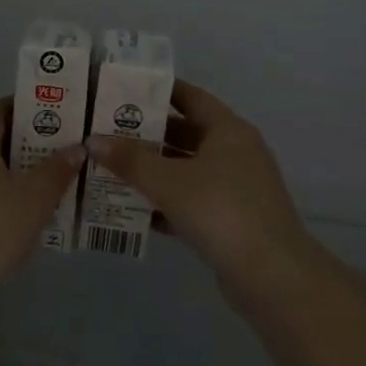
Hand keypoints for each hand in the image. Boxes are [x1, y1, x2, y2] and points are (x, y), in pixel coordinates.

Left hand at [0, 98, 85, 291]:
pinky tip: (37, 212)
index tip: (61, 111)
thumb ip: (57, 169)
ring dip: (24, 172)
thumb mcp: (34, 195)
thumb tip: (77, 147)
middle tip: (68, 145)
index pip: (0, 109)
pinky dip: (13, 197)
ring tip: (61, 178)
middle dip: (33, 141)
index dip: (29, 107)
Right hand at [87, 81, 313, 283]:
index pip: (190, 97)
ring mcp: (236, 187)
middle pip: (185, 134)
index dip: (158, 92)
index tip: (123, 90)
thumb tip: (93, 140)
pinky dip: (166, 203)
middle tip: (106, 132)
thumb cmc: (220, 210)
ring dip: (153, 171)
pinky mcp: (231, 220)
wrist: (271, 276)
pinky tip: (133, 211)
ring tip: (110, 169)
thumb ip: (130, 160)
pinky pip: (192, 201)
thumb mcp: (169, 182)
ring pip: (186, 170)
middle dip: (147, 135)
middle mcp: (235, 152)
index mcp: (228, 130)